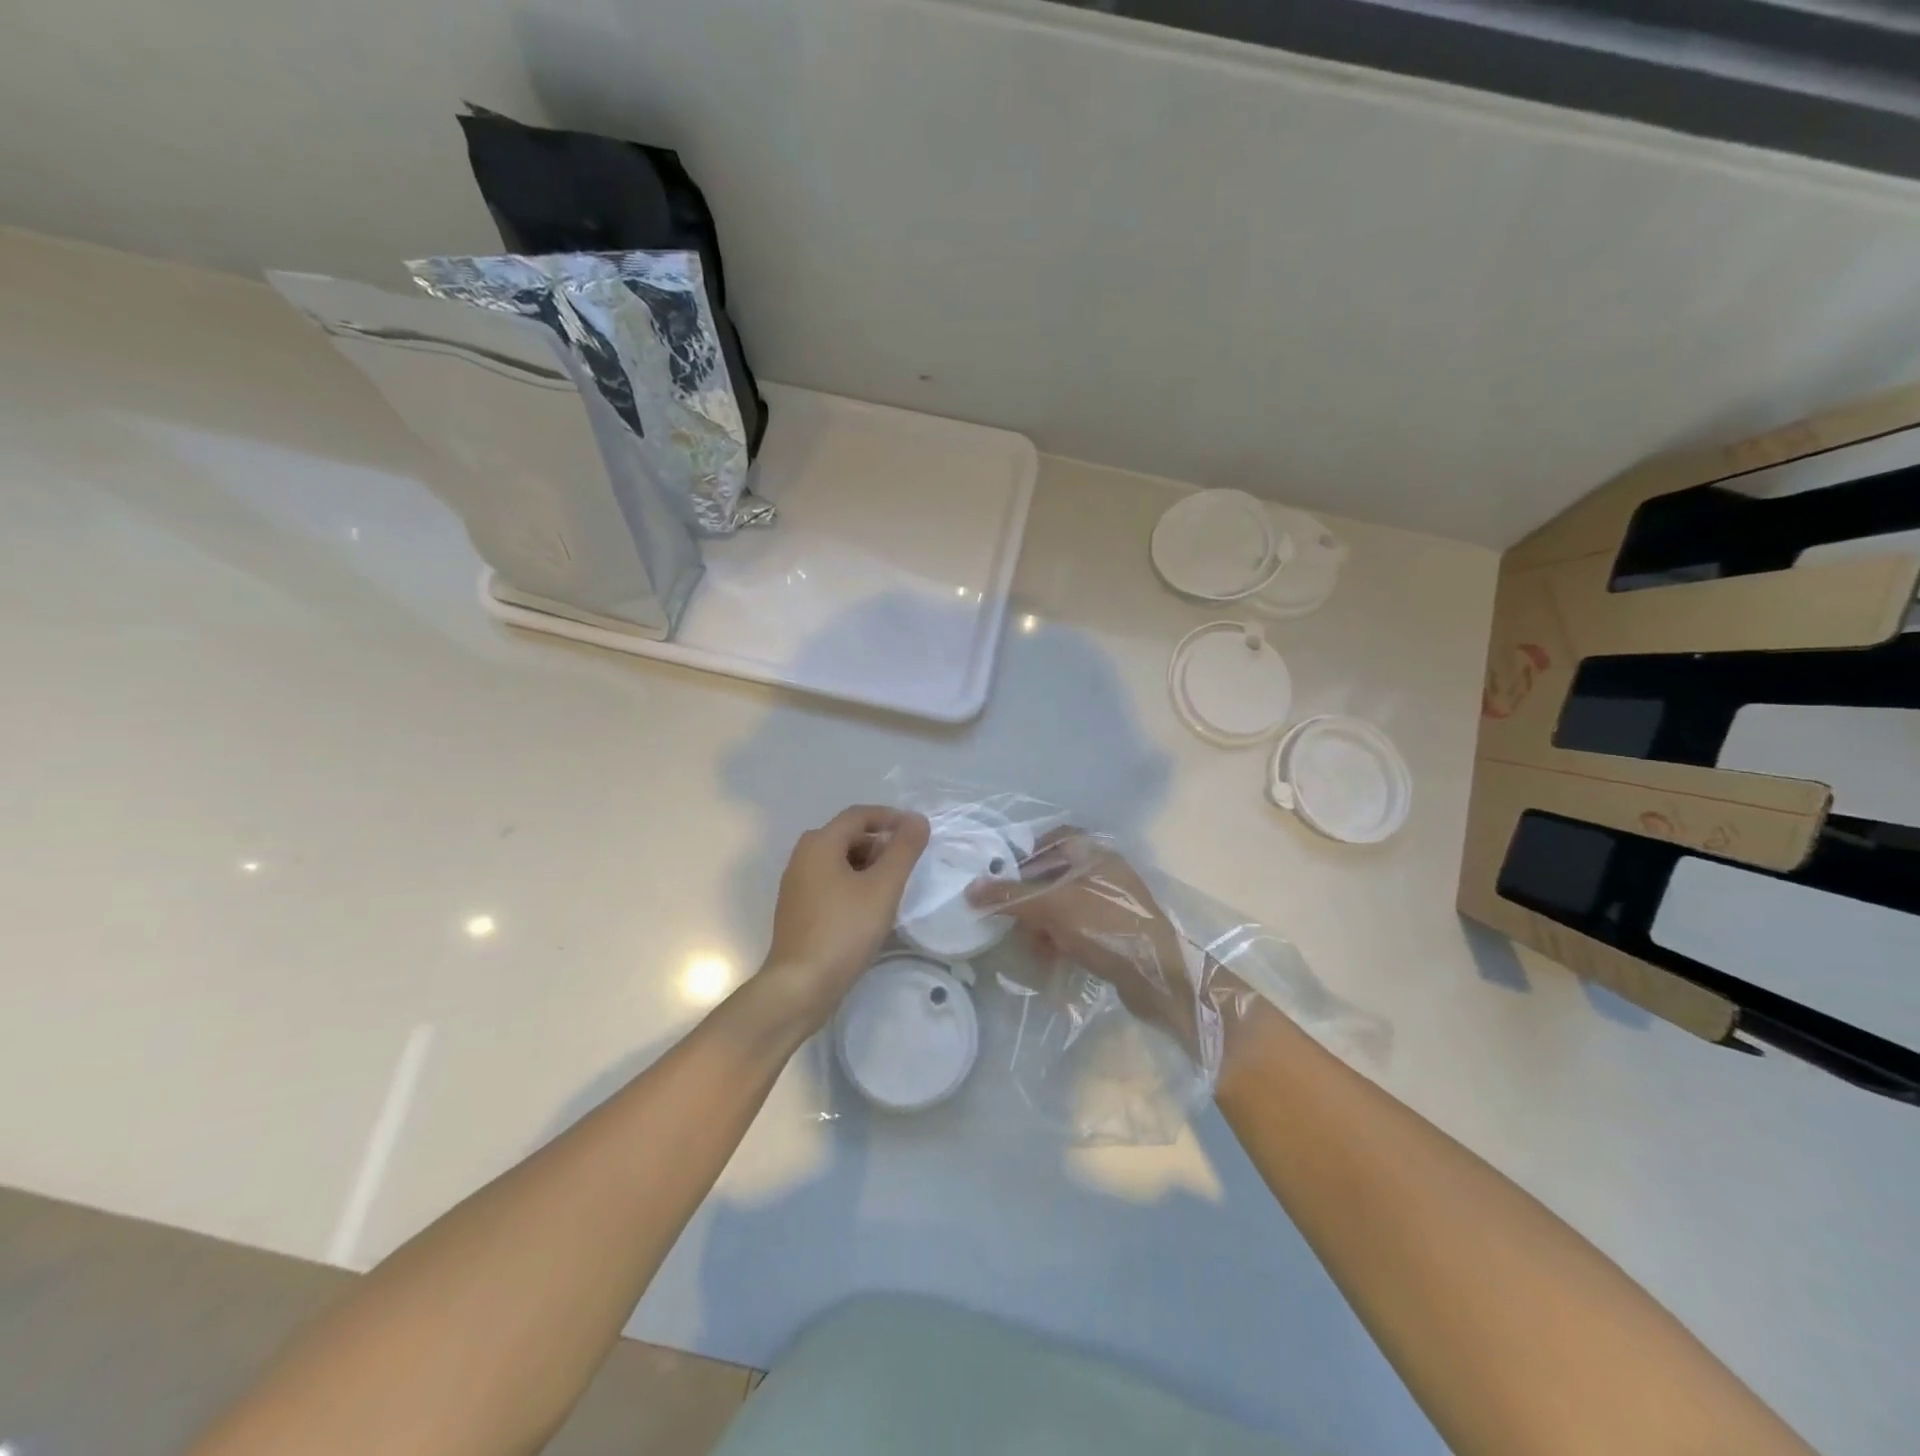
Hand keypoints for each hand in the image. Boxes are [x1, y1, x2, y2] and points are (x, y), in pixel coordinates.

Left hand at [758, 805, 929, 1033]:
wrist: (800, 985)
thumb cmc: (844, 930)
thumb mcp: (883, 887)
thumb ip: (903, 850)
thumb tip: (917, 820)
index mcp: (819, 844)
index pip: (859, 815)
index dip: (890, 817)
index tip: (917, 831)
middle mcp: (802, 857)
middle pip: (847, 836)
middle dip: (880, 843)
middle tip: (907, 864)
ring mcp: (796, 885)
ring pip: (838, 861)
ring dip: (868, 865)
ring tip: (893, 887)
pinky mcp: (797, 910)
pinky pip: (830, 883)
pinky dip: (853, 884)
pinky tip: (870, 908)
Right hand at [967, 830, 1200, 1053]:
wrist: (1157, 975)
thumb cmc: (1104, 926)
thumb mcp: (1051, 908)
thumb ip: (1010, 896)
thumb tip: (970, 889)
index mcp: (1095, 852)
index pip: (1054, 838)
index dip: (1027, 854)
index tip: (1004, 876)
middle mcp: (1104, 871)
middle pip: (1053, 875)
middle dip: (1031, 900)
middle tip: (1015, 920)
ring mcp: (1112, 902)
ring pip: (1062, 904)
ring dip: (1043, 924)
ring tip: (1037, 946)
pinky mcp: (1114, 930)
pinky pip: (1077, 926)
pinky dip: (1061, 938)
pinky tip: (1052, 957)